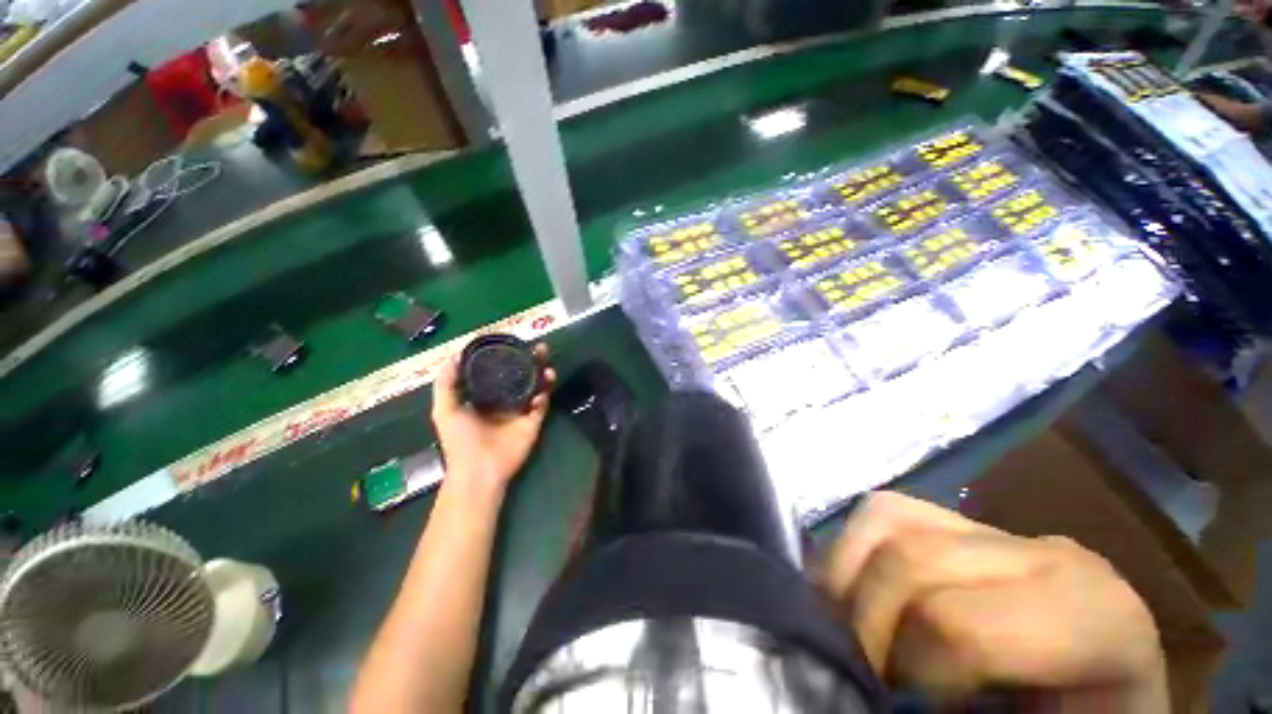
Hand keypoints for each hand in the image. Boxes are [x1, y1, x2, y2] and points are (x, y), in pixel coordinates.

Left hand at [431, 344, 555, 496]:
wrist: (478, 469)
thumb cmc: (460, 440)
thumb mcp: (445, 410)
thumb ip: (446, 383)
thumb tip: (453, 355)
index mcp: (486, 396)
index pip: (500, 370)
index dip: (508, 356)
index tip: (515, 341)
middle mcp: (506, 400)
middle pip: (523, 375)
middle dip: (533, 361)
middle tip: (540, 347)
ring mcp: (521, 411)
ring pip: (536, 387)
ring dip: (543, 376)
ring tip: (547, 367)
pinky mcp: (533, 423)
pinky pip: (542, 406)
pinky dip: (543, 398)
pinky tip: (540, 395)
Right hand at [819, 492, 1166, 710]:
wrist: (1100, 690)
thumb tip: (882, 703)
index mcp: (1094, 619)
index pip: (963, 626)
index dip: (913, 670)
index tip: (902, 706)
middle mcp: (1043, 555)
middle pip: (911, 561)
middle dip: (869, 621)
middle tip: (867, 674)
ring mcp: (996, 529)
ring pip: (884, 518)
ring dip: (846, 577)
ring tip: (851, 629)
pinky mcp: (958, 520)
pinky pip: (882, 512)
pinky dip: (849, 549)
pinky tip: (855, 592)